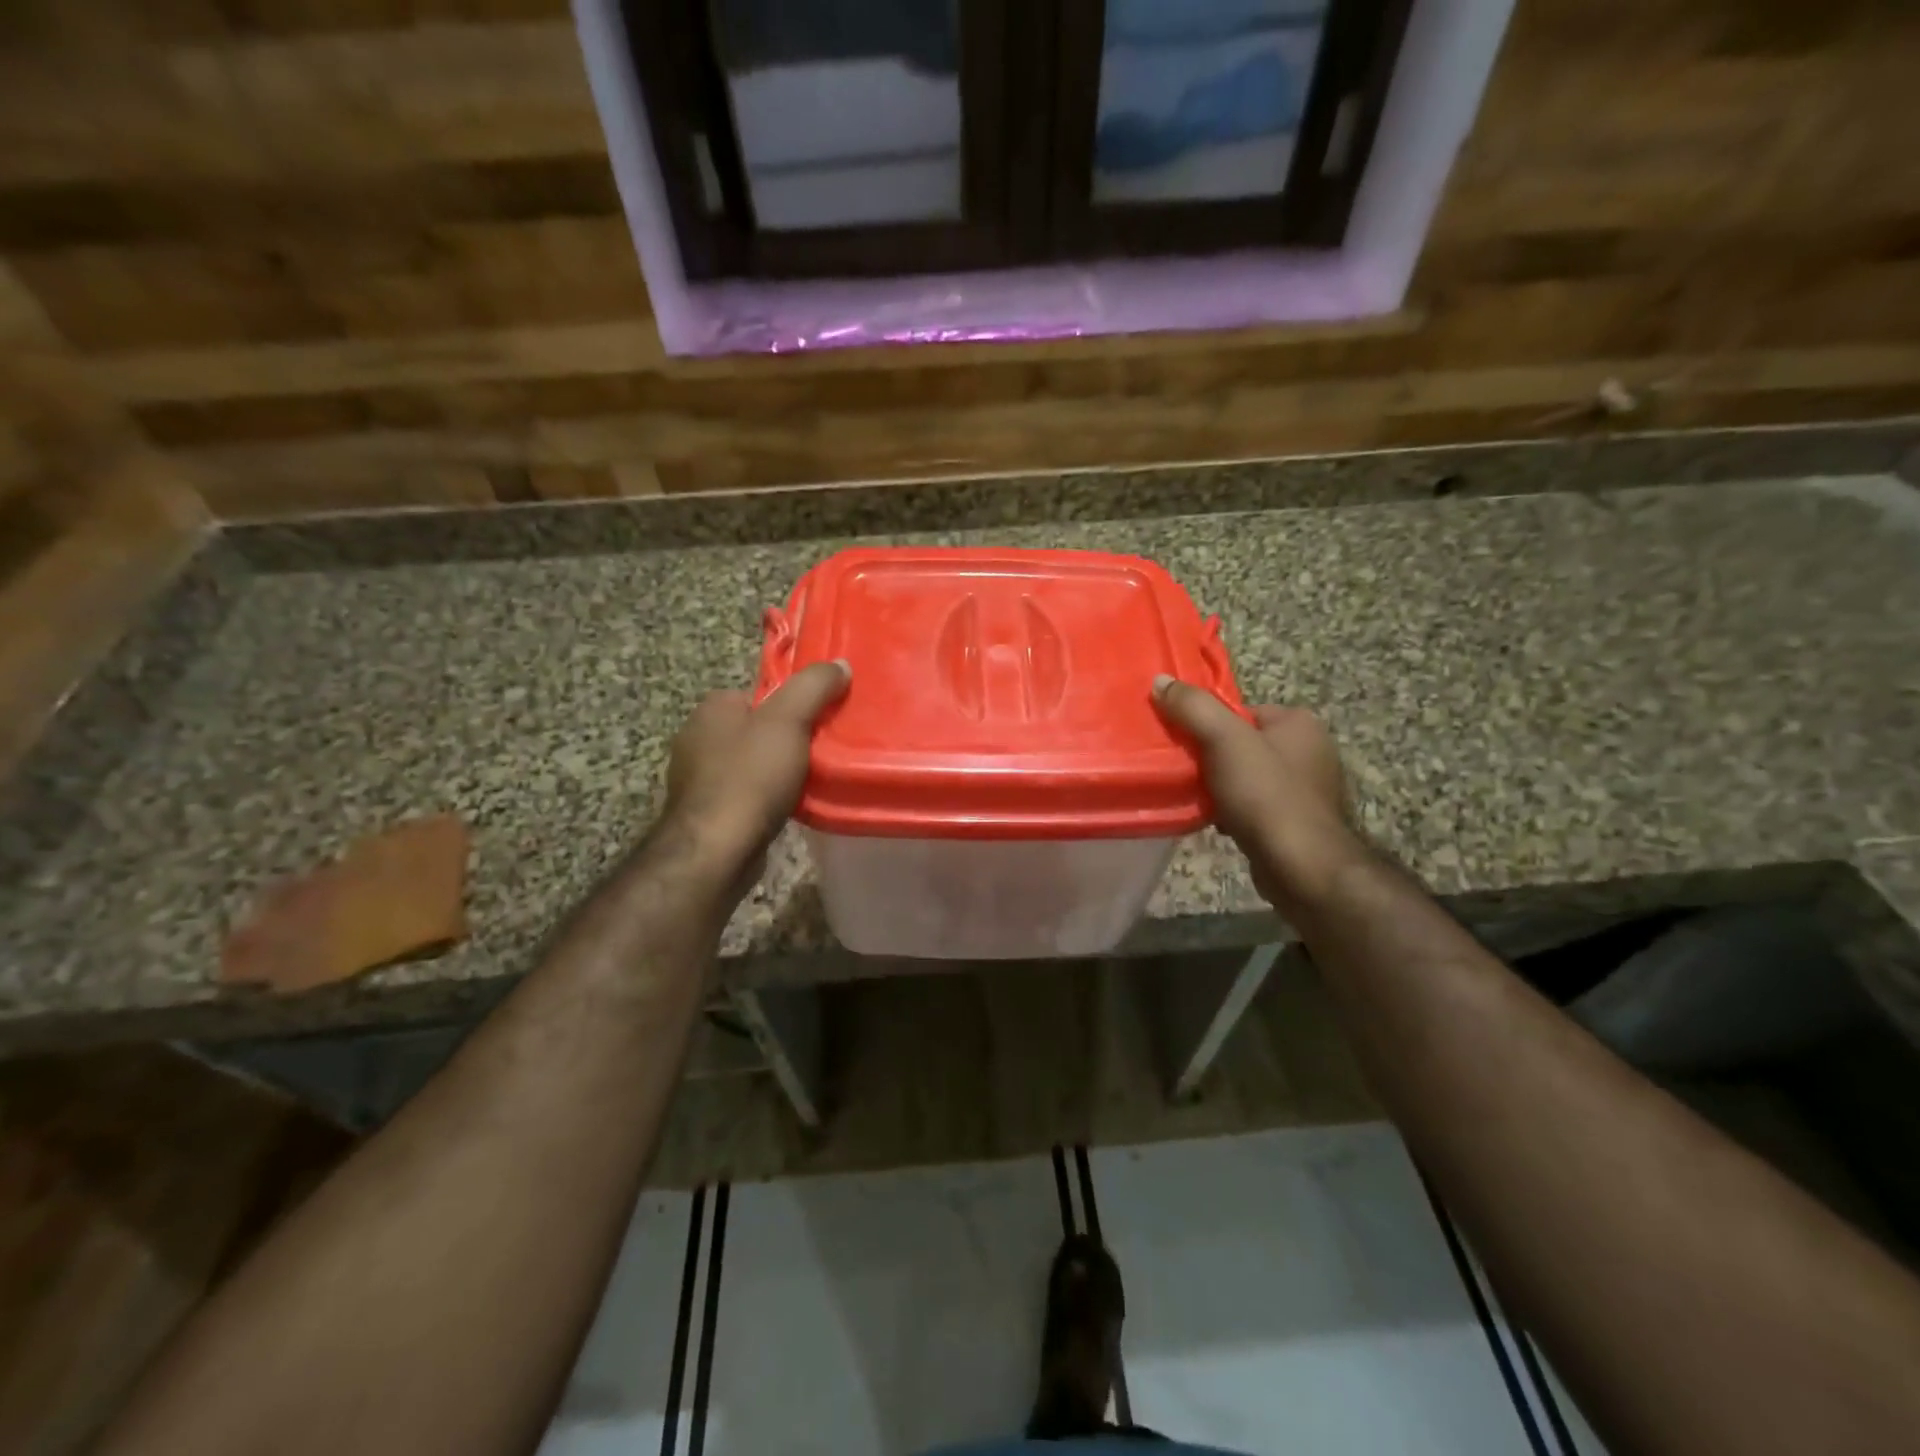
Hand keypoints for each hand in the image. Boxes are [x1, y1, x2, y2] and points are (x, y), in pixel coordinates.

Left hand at [662, 660, 849, 867]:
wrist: (716, 849)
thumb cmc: (750, 777)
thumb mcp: (789, 720)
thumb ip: (814, 687)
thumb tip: (840, 664)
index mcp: (712, 708)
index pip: (761, 694)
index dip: (793, 706)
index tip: (820, 722)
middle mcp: (697, 737)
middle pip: (758, 729)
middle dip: (787, 740)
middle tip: (822, 753)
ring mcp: (697, 777)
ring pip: (752, 763)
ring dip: (777, 772)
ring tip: (810, 782)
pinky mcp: (705, 811)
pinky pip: (745, 794)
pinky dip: (765, 798)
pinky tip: (786, 808)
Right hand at [1152, 676, 1367, 916]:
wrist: (1302, 867)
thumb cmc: (1266, 796)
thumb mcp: (1224, 740)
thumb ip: (1192, 707)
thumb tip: (1160, 681)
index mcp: (1299, 722)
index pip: (1240, 711)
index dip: (1208, 725)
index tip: (1183, 743)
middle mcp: (1310, 750)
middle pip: (1241, 743)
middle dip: (1211, 758)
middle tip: (1185, 772)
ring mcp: (1307, 788)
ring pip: (1246, 776)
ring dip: (1219, 787)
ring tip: (1198, 799)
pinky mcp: (1297, 821)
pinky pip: (1255, 805)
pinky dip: (1234, 811)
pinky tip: (1218, 822)